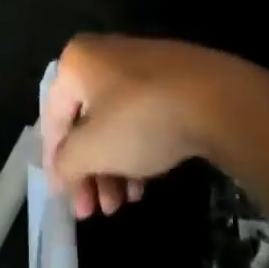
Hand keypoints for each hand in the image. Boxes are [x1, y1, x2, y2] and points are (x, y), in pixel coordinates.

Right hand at [42, 36, 268, 218]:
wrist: (215, 97)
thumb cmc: (142, 119)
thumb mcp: (94, 148)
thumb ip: (67, 162)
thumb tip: (58, 171)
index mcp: (77, 61)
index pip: (53, 116)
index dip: (55, 161)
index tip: (64, 200)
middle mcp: (103, 55)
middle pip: (84, 120)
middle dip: (88, 170)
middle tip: (93, 212)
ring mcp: (137, 65)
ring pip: (112, 122)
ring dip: (111, 167)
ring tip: (122, 204)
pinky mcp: (166, 78)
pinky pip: (139, 115)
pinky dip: (135, 149)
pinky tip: (144, 185)